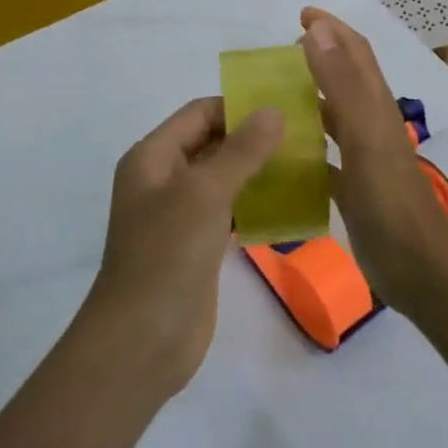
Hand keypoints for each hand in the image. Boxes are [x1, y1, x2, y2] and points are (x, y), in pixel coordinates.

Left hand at [86, 97, 283, 395]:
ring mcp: (179, 214)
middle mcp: (162, 179)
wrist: (142, 340)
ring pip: (222, 178)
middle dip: (253, 138)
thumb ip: (241, 150)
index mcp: (152, 156)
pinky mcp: (196, 245)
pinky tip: (289, 204)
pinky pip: (228, 210)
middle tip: (305, 137)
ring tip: (304, 165)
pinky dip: (253, 203)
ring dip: (257, 170)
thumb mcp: (205, 194)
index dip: (239, 107)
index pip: (199, 113)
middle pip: (211, 143)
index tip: (287, 109)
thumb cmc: (167, 255)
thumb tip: (273, 110)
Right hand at [298, 8, 447, 313]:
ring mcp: (362, 157)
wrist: (416, 266)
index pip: (355, 53)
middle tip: (274, 58)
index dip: (332, 29)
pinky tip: (276, 155)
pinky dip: (302, 147)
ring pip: (332, 117)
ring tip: (268, 99)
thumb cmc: (389, 199)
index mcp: (374, 107)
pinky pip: (322, 157)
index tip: (300, 15)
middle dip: (316, 59)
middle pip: (343, 80)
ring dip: (306, 101)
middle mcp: (369, 125)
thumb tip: (317, 31)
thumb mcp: (364, 135)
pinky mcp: (352, 187)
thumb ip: (342, 84)